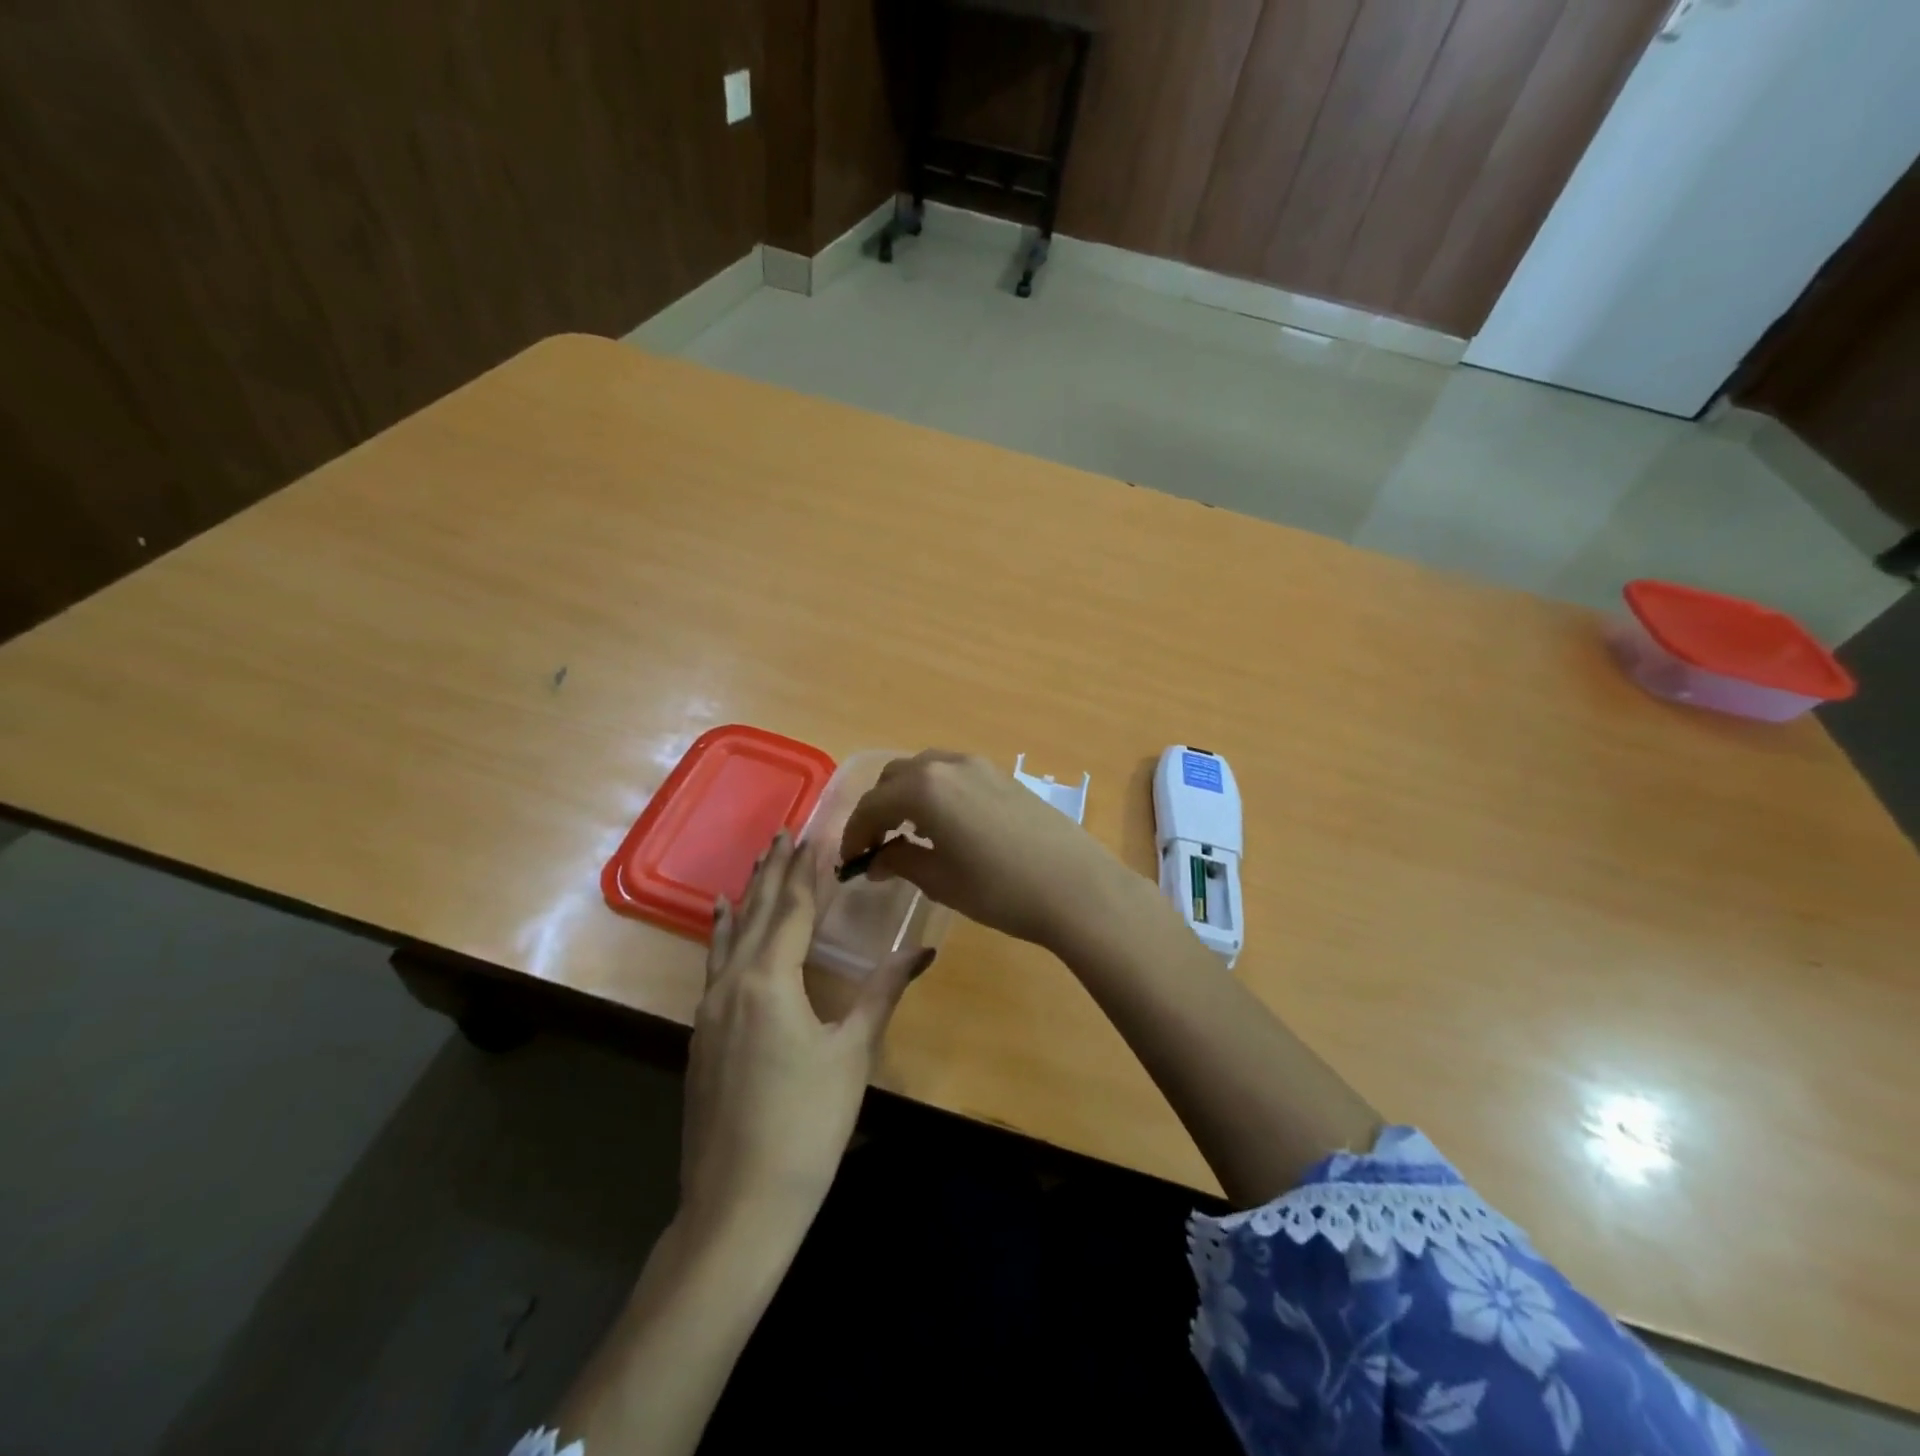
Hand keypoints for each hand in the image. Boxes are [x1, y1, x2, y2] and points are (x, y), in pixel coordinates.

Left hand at [680, 830, 930, 1236]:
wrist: (738, 1205)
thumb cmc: (806, 1125)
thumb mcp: (853, 1054)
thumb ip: (883, 992)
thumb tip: (924, 950)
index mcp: (769, 981)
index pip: (793, 908)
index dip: (807, 870)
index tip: (815, 833)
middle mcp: (732, 983)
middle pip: (757, 914)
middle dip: (773, 871)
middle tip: (784, 832)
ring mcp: (710, 1010)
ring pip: (730, 937)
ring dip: (748, 897)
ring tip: (756, 864)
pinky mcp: (701, 1036)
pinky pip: (714, 965)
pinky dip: (723, 935)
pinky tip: (721, 925)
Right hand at [838, 750, 1131, 948]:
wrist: (1076, 887)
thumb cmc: (1000, 889)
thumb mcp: (941, 881)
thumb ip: (901, 862)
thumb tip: (876, 860)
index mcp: (924, 789)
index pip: (872, 805)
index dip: (854, 834)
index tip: (850, 862)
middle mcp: (948, 765)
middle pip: (895, 778)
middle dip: (878, 809)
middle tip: (876, 845)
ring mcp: (980, 766)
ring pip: (926, 770)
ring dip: (907, 796)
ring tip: (908, 833)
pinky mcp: (1003, 776)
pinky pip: (953, 774)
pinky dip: (935, 793)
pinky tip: (945, 825)